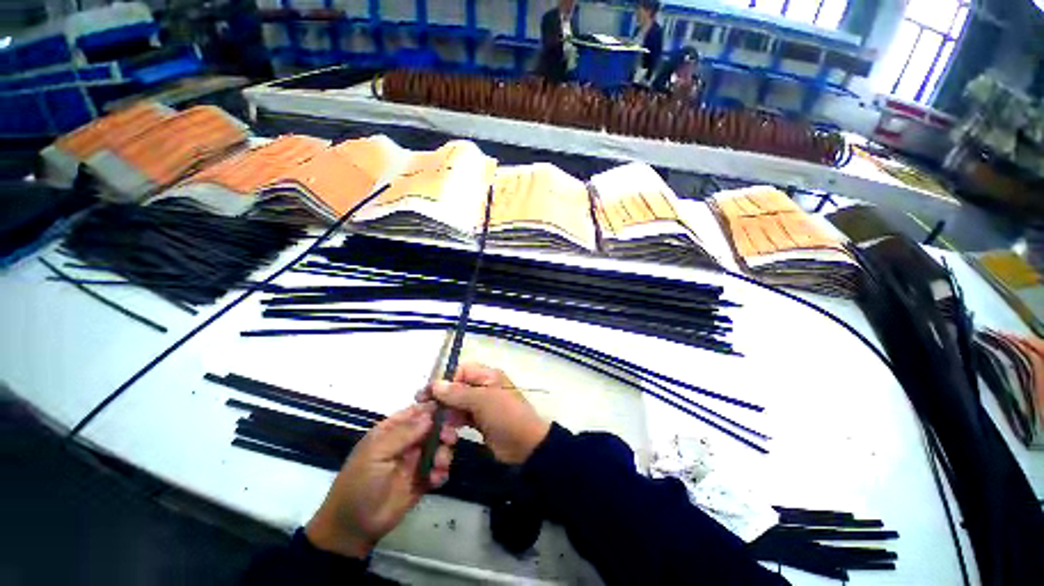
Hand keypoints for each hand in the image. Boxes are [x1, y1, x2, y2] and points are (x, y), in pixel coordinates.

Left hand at [305, 402, 456, 558]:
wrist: (354, 529)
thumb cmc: (359, 484)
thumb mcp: (376, 454)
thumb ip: (403, 433)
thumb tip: (430, 414)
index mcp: (393, 430)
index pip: (417, 410)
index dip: (435, 407)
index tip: (451, 408)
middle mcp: (408, 441)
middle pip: (435, 426)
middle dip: (445, 431)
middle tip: (448, 440)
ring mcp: (417, 460)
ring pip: (441, 446)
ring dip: (445, 453)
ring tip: (439, 466)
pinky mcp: (424, 479)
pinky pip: (440, 469)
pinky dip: (442, 472)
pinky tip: (436, 480)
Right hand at [418, 363, 549, 464]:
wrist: (526, 445)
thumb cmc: (505, 416)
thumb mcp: (482, 401)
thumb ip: (458, 393)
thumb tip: (435, 384)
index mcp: (488, 376)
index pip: (462, 370)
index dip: (446, 380)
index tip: (429, 394)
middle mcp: (484, 387)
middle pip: (458, 387)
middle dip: (444, 399)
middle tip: (427, 412)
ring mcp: (483, 405)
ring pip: (458, 404)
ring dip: (448, 413)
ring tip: (440, 426)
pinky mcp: (481, 422)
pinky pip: (463, 418)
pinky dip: (454, 423)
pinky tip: (448, 432)